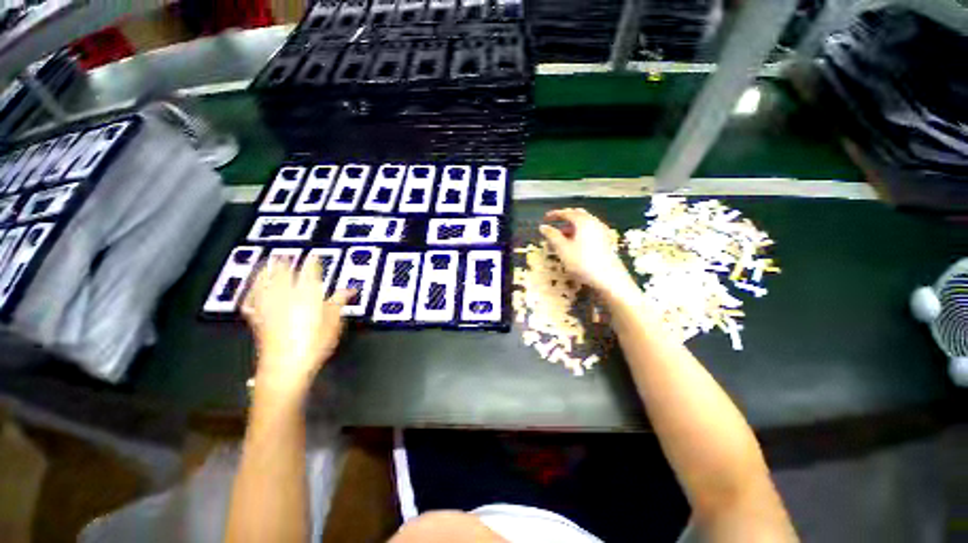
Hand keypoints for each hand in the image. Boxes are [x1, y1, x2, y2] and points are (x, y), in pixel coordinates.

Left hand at [243, 258, 352, 395]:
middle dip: (283, 262)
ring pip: (262, 283)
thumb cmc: (315, 342)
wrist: (285, 365)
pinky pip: (250, 301)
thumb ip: (339, 301)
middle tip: (284, 255)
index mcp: (306, 293)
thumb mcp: (334, 321)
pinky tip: (251, 291)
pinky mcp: (257, 319)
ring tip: (266, 263)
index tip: (315, 255)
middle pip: (281, 273)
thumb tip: (351, 289)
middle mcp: (284, 295)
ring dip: (264, 272)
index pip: (309, 272)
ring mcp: (267, 306)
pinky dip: (250, 293)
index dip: (313, 262)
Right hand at [539, 208, 635, 296]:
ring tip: (561, 236)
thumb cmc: (582, 262)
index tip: (545, 218)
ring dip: (572, 227)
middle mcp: (594, 222)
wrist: (608, 278)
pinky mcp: (606, 241)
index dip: (555, 214)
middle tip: (555, 223)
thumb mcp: (563, 249)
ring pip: (584, 223)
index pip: (567, 213)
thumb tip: (543, 227)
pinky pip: (590, 231)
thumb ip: (552, 236)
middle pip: (578, 215)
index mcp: (583, 221)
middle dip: (565, 218)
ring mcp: (602, 231)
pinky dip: (580, 232)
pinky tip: (575, 243)